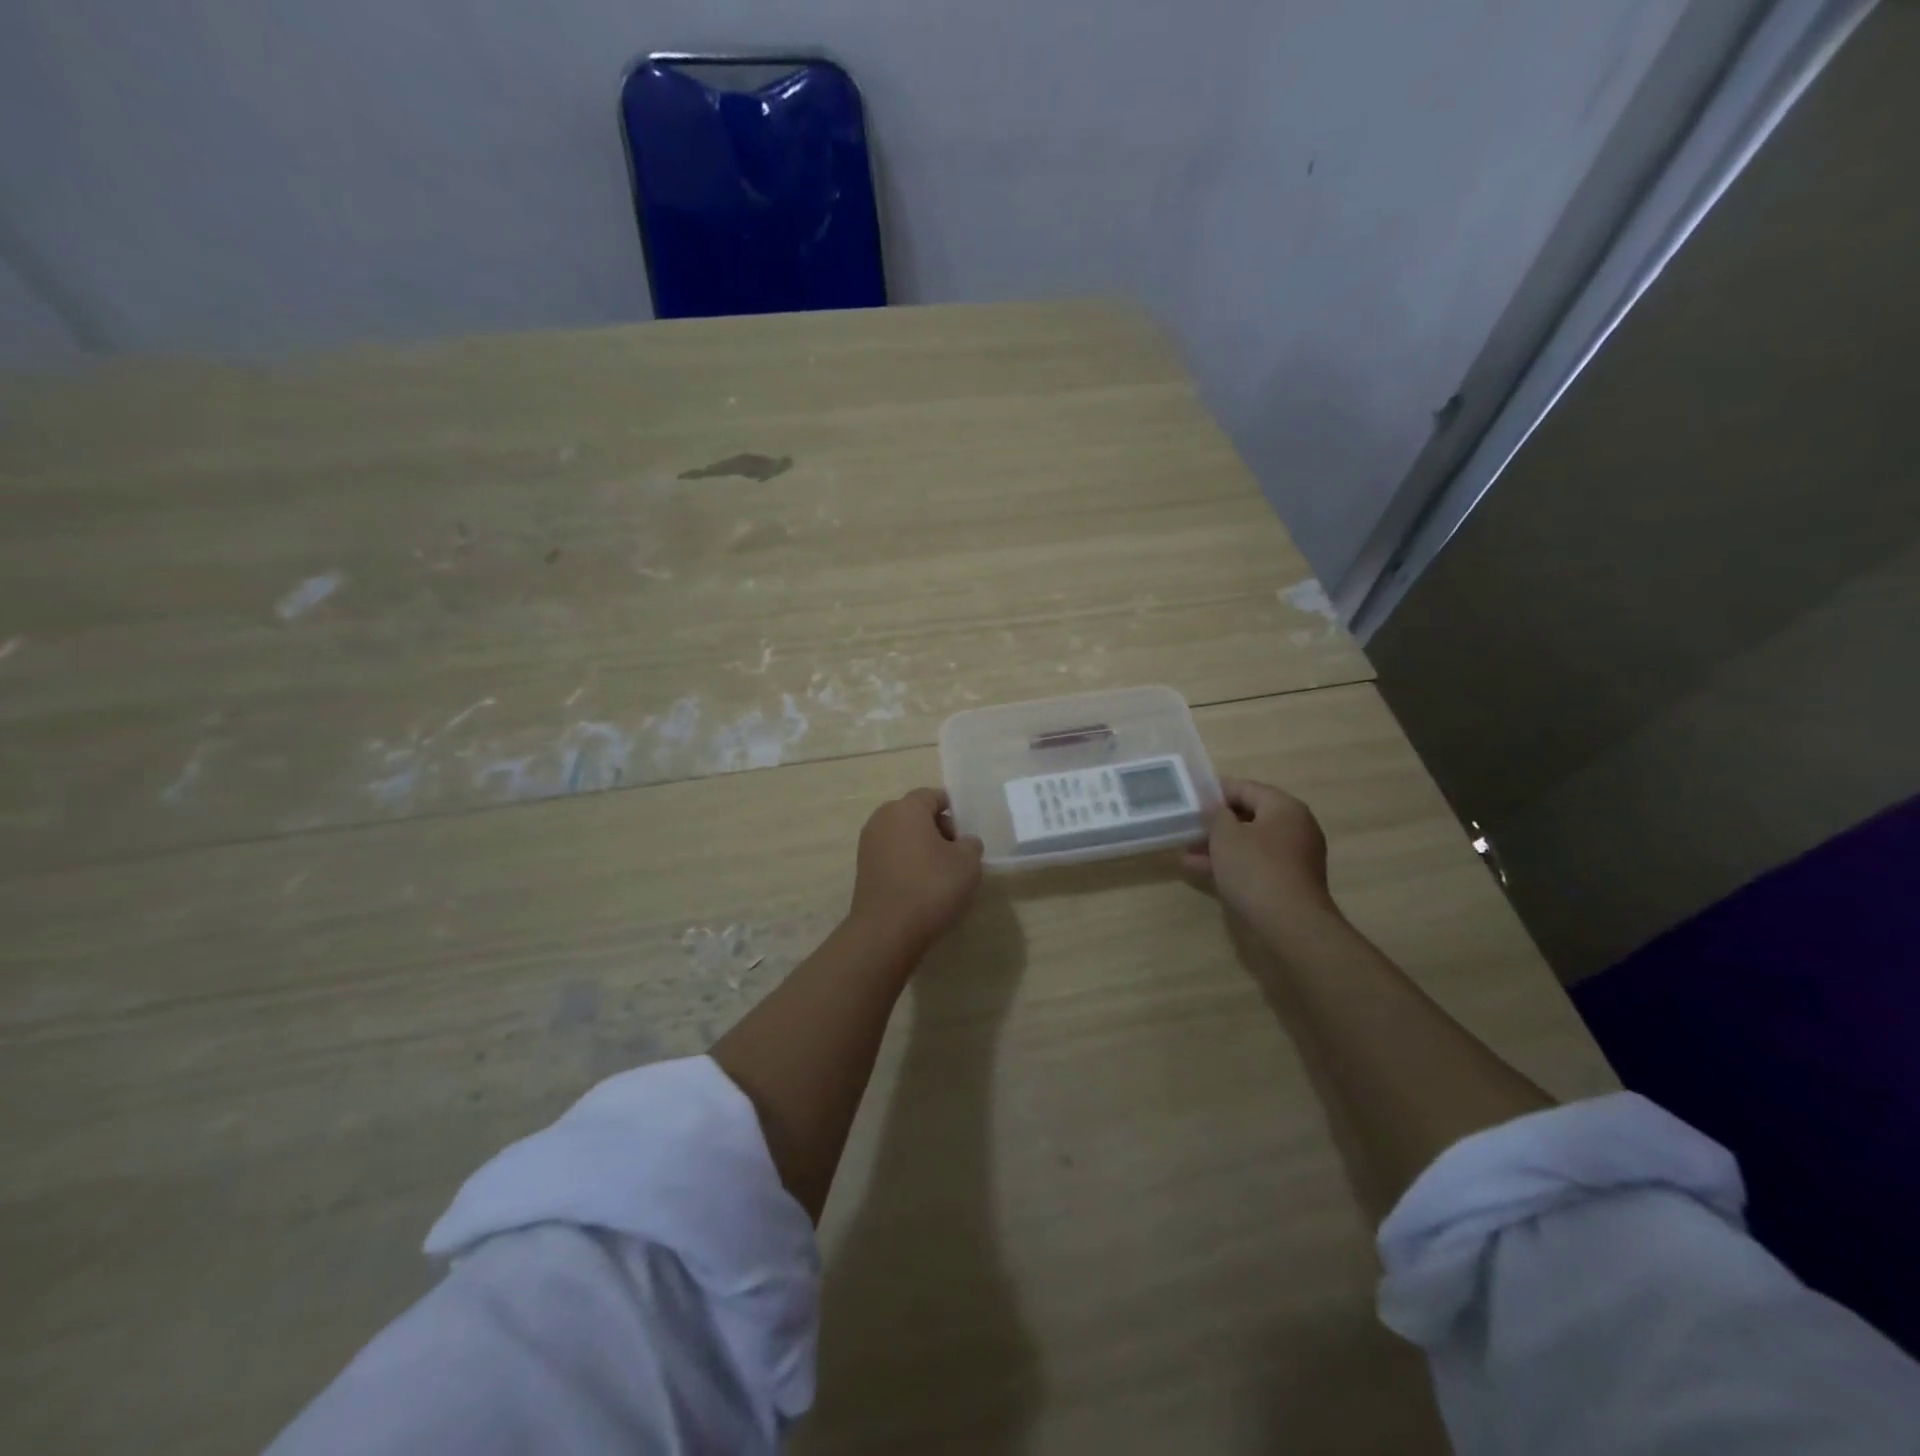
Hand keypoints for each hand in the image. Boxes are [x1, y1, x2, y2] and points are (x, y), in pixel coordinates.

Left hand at [848, 788, 984, 953]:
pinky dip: (907, 864)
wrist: (887, 930)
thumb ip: (970, 844)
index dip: (953, 811)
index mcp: (907, 808)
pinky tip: (921, 887)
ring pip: (903, 836)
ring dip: (922, 848)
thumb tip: (963, 843)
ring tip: (941, 874)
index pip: (933, 796)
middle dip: (938, 829)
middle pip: (915, 814)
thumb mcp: (967, 863)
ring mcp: (868, 844)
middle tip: (956, 855)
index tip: (965, 834)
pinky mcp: (863, 869)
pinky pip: (892, 856)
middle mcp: (882, 819)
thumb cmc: (931, 886)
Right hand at [1184, 777, 1336, 931]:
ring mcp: (1292, 859)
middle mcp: (1294, 829)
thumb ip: (1216, 815)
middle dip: (1215, 822)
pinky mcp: (1285, 884)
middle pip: (1248, 817)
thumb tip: (1215, 808)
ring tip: (1185, 850)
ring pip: (1248, 844)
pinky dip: (1228, 865)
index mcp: (1285, 809)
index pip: (1246, 788)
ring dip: (1218, 846)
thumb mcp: (1226, 835)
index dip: (1216, 791)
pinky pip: (1252, 865)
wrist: (1289, 926)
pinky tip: (1198, 870)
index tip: (1190, 797)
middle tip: (1187, 825)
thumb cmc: (1256, 869)